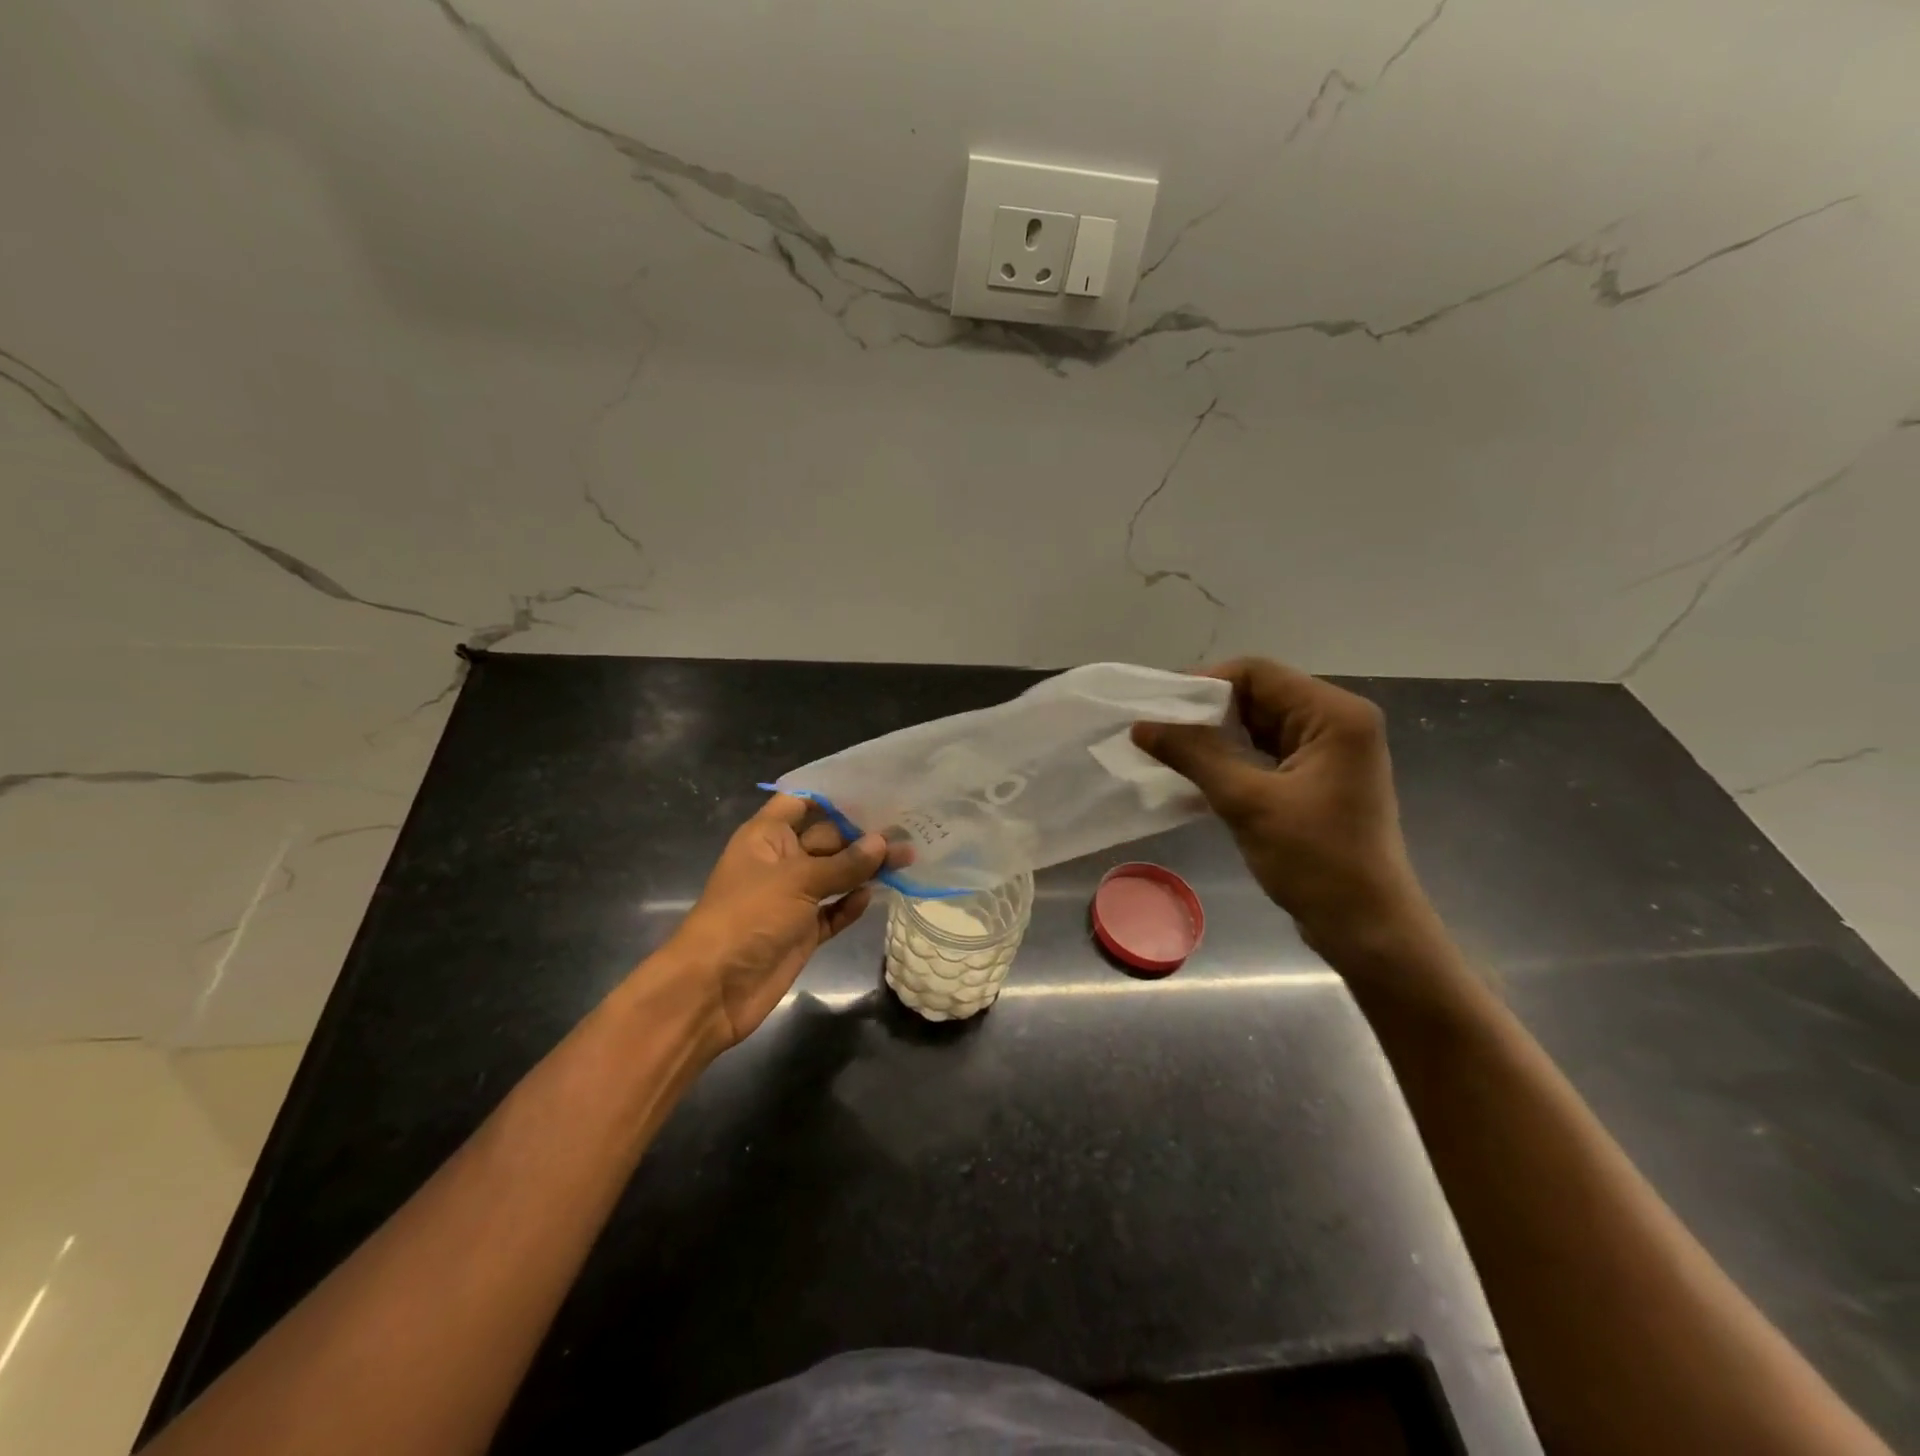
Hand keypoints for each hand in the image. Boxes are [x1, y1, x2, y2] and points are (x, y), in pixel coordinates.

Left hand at [662, 794, 894, 1050]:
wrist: (713, 989)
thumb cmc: (748, 916)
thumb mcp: (798, 881)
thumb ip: (844, 864)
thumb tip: (883, 842)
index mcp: (767, 837)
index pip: (800, 802)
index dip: (832, 795)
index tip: (873, 789)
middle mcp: (781, 862)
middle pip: (827, 839)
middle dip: (862, 835)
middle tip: (907, 828)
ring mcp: (792, 899)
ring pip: (835, 876)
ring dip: (866, 869)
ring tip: (907, 858)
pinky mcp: (802, 932)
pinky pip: (833, 911)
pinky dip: (851, 904)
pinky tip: (875, 895)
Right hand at [1132, 657, 1431, 956]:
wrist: (1366, 927)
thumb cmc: (1316, 861)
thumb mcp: (1247, 803)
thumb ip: (1194, 755)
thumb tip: (1141, 726)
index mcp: (1334, 715)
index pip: (1258, 673)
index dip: (1205, 683)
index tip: (1159, 708)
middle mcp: (1337, 721)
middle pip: (1259, 694)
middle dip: (1206, 711)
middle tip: (1156, 729)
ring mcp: (1329, 751)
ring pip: (1258, 724)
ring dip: (1215, 734)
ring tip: (1167, 748)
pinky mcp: (1317, 778)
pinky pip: (1265, 751)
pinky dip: (1231, 756)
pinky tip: (1196, 770)